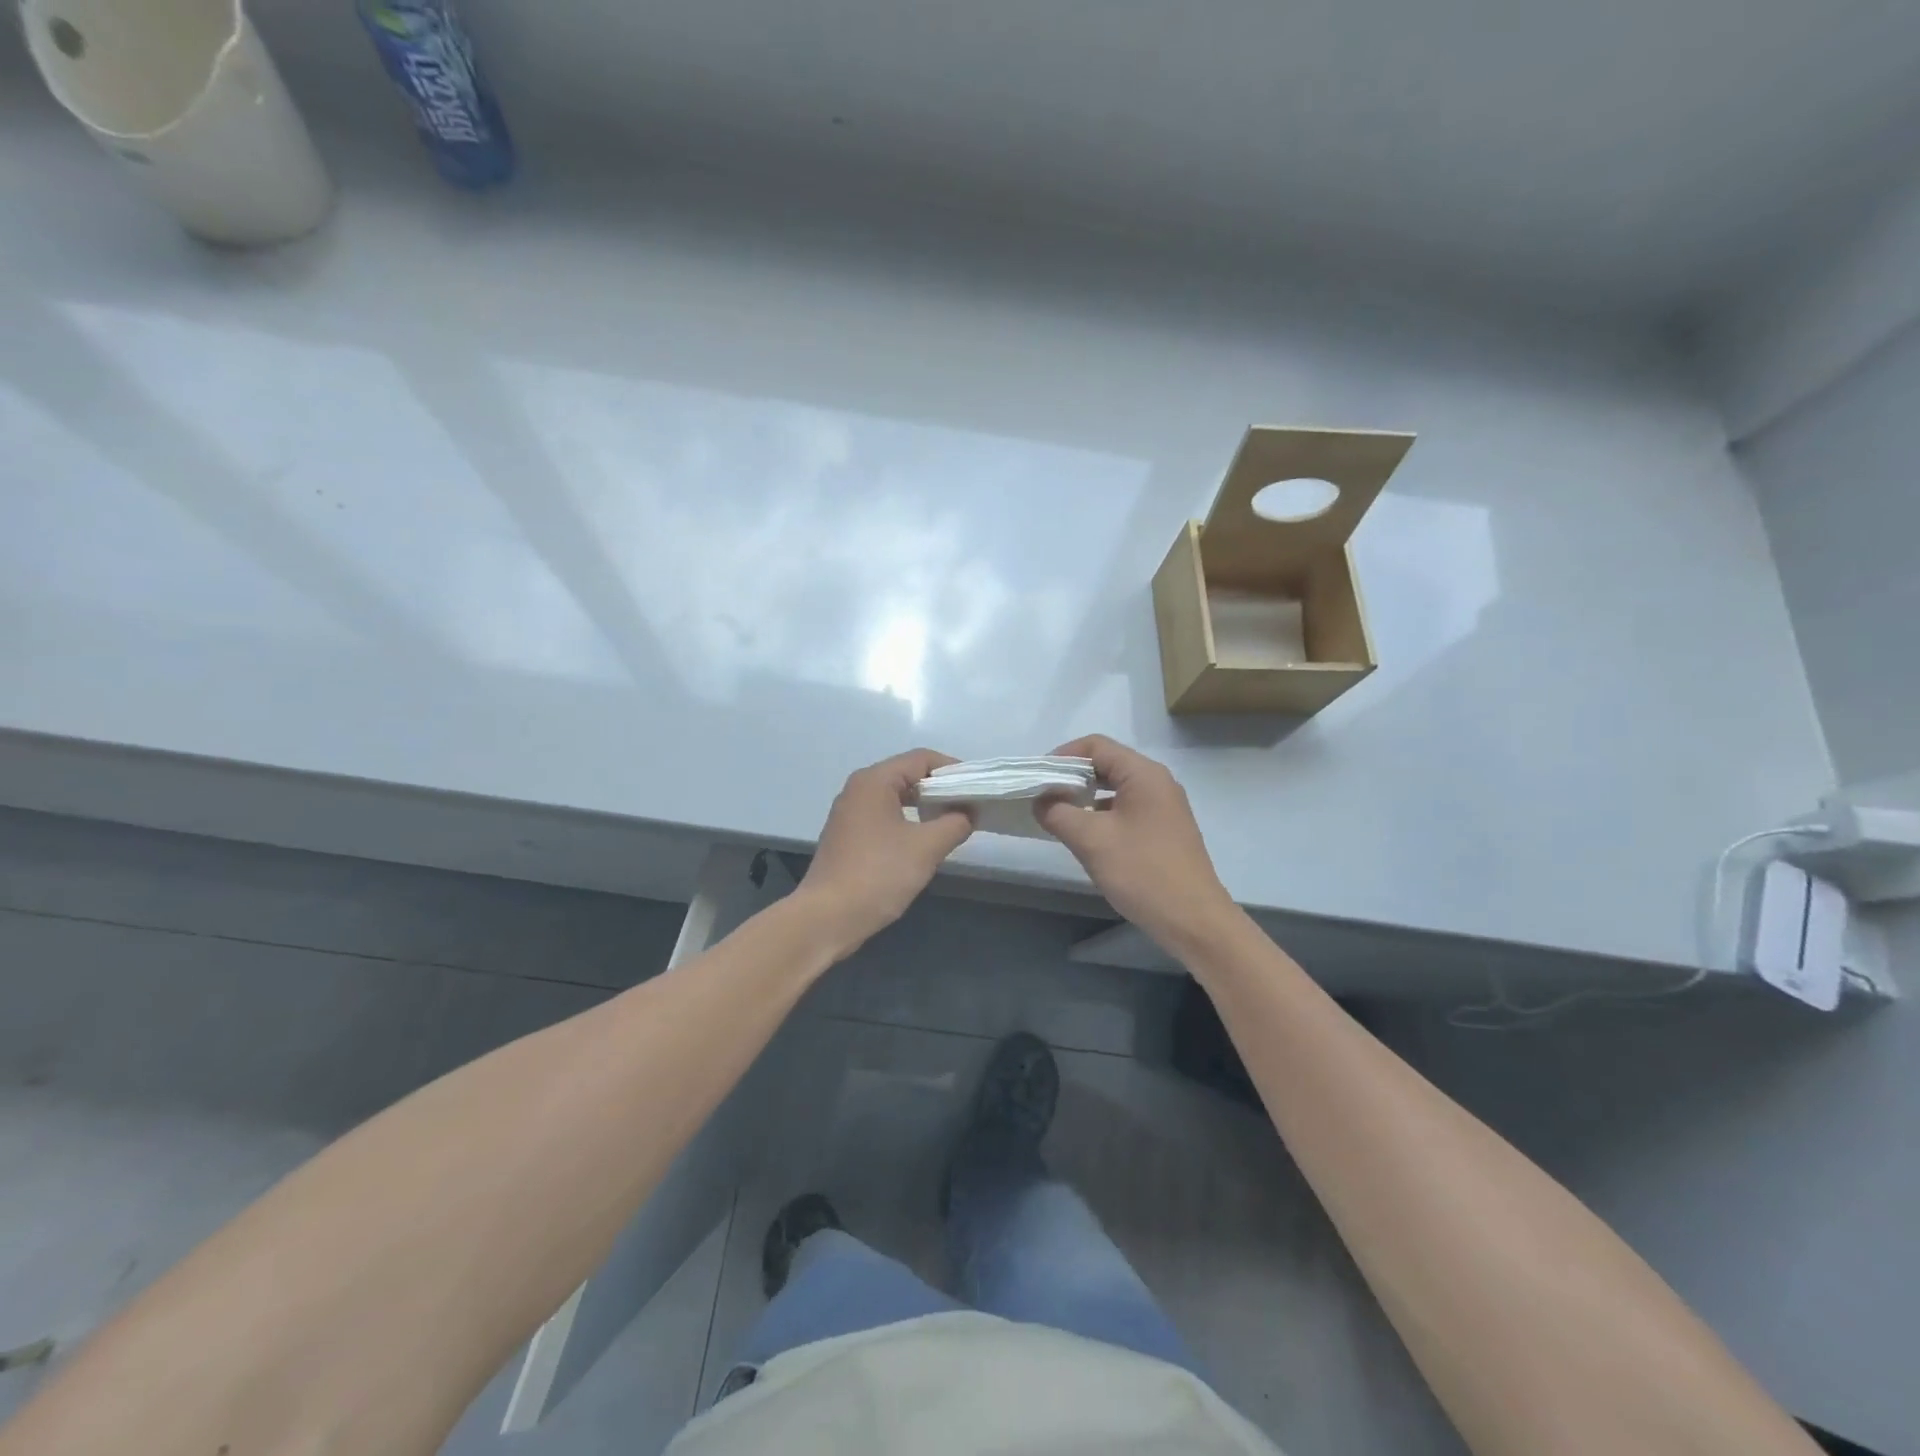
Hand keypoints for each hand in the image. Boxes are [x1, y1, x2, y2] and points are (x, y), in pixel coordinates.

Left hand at [797, 748, 973, 954]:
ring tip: (951, 824)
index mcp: (874, 781)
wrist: (827, 917)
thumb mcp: (926, 848)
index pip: (921, 759)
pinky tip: (922, 842)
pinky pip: (883, 815)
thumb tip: (968, 813)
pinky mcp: (847, 836)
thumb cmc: (878, 874)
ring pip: (895, 796)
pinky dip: (906, 820)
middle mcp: (858, 789)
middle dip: (940, 788)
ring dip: (924, 806)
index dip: (953, 770)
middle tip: (968, 807)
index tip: (977, 789)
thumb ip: (955, 823)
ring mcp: (849, 813)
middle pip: (907, 774)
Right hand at [1036, 735, 1238, 952]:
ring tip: (1058, 817)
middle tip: (1042, 797)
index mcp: (1143, 774)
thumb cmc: (1142, 872)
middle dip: (1071, 777)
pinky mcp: (1163, 831)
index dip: (1062, 756)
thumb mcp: (1091, 840)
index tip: (1036, 778)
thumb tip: (1041, 801)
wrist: (1193, 921)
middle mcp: (1157, 783)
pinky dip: (1101, 815)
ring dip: (1085, 797)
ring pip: (1115, 789)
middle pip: (1106, 764)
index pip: (1096, 746)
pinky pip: (1126, 810)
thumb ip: (1058, 813)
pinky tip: (1085, 836)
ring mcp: (1163, 807)